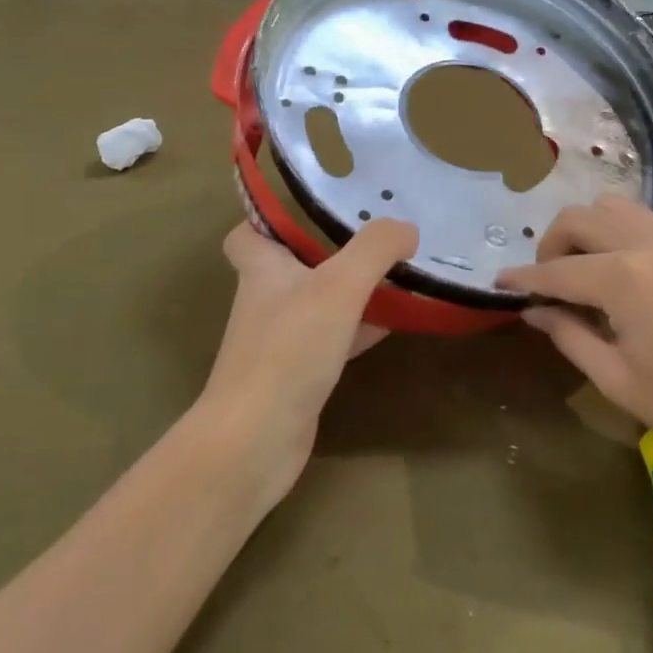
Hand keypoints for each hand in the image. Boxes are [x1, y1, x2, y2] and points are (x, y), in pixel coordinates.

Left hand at [198, 219, 417, 508]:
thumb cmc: (289, 350)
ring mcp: (279, 341)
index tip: (308, 211)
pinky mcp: (296, 376)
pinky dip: (357, 329)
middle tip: (374, 240)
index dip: (268, 219)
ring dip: (350, 291)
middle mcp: (265, 301)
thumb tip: (406, 229)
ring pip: (317, 303)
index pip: (246, 234)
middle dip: (329, 252)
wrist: (255, 441)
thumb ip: (376, 249)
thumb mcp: (339, 286)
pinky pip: (330, 339)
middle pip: (292, 266)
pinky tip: (391, 326)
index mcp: (261, 269)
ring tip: (396, 277)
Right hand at [496, 195, 652, 479]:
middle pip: (580, 218)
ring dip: (587, 231)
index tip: (498, 283)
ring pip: (614, 208)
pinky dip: (619, 234)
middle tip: (549, 284)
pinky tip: (626, 275)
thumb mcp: (620, 381)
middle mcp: (648, 242)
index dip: (522, 278)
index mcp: (623, 278)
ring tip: (586, 274)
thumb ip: (570, 337)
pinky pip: (645, 221)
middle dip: (552, 244)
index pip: (555, 271)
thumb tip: (536, 312)